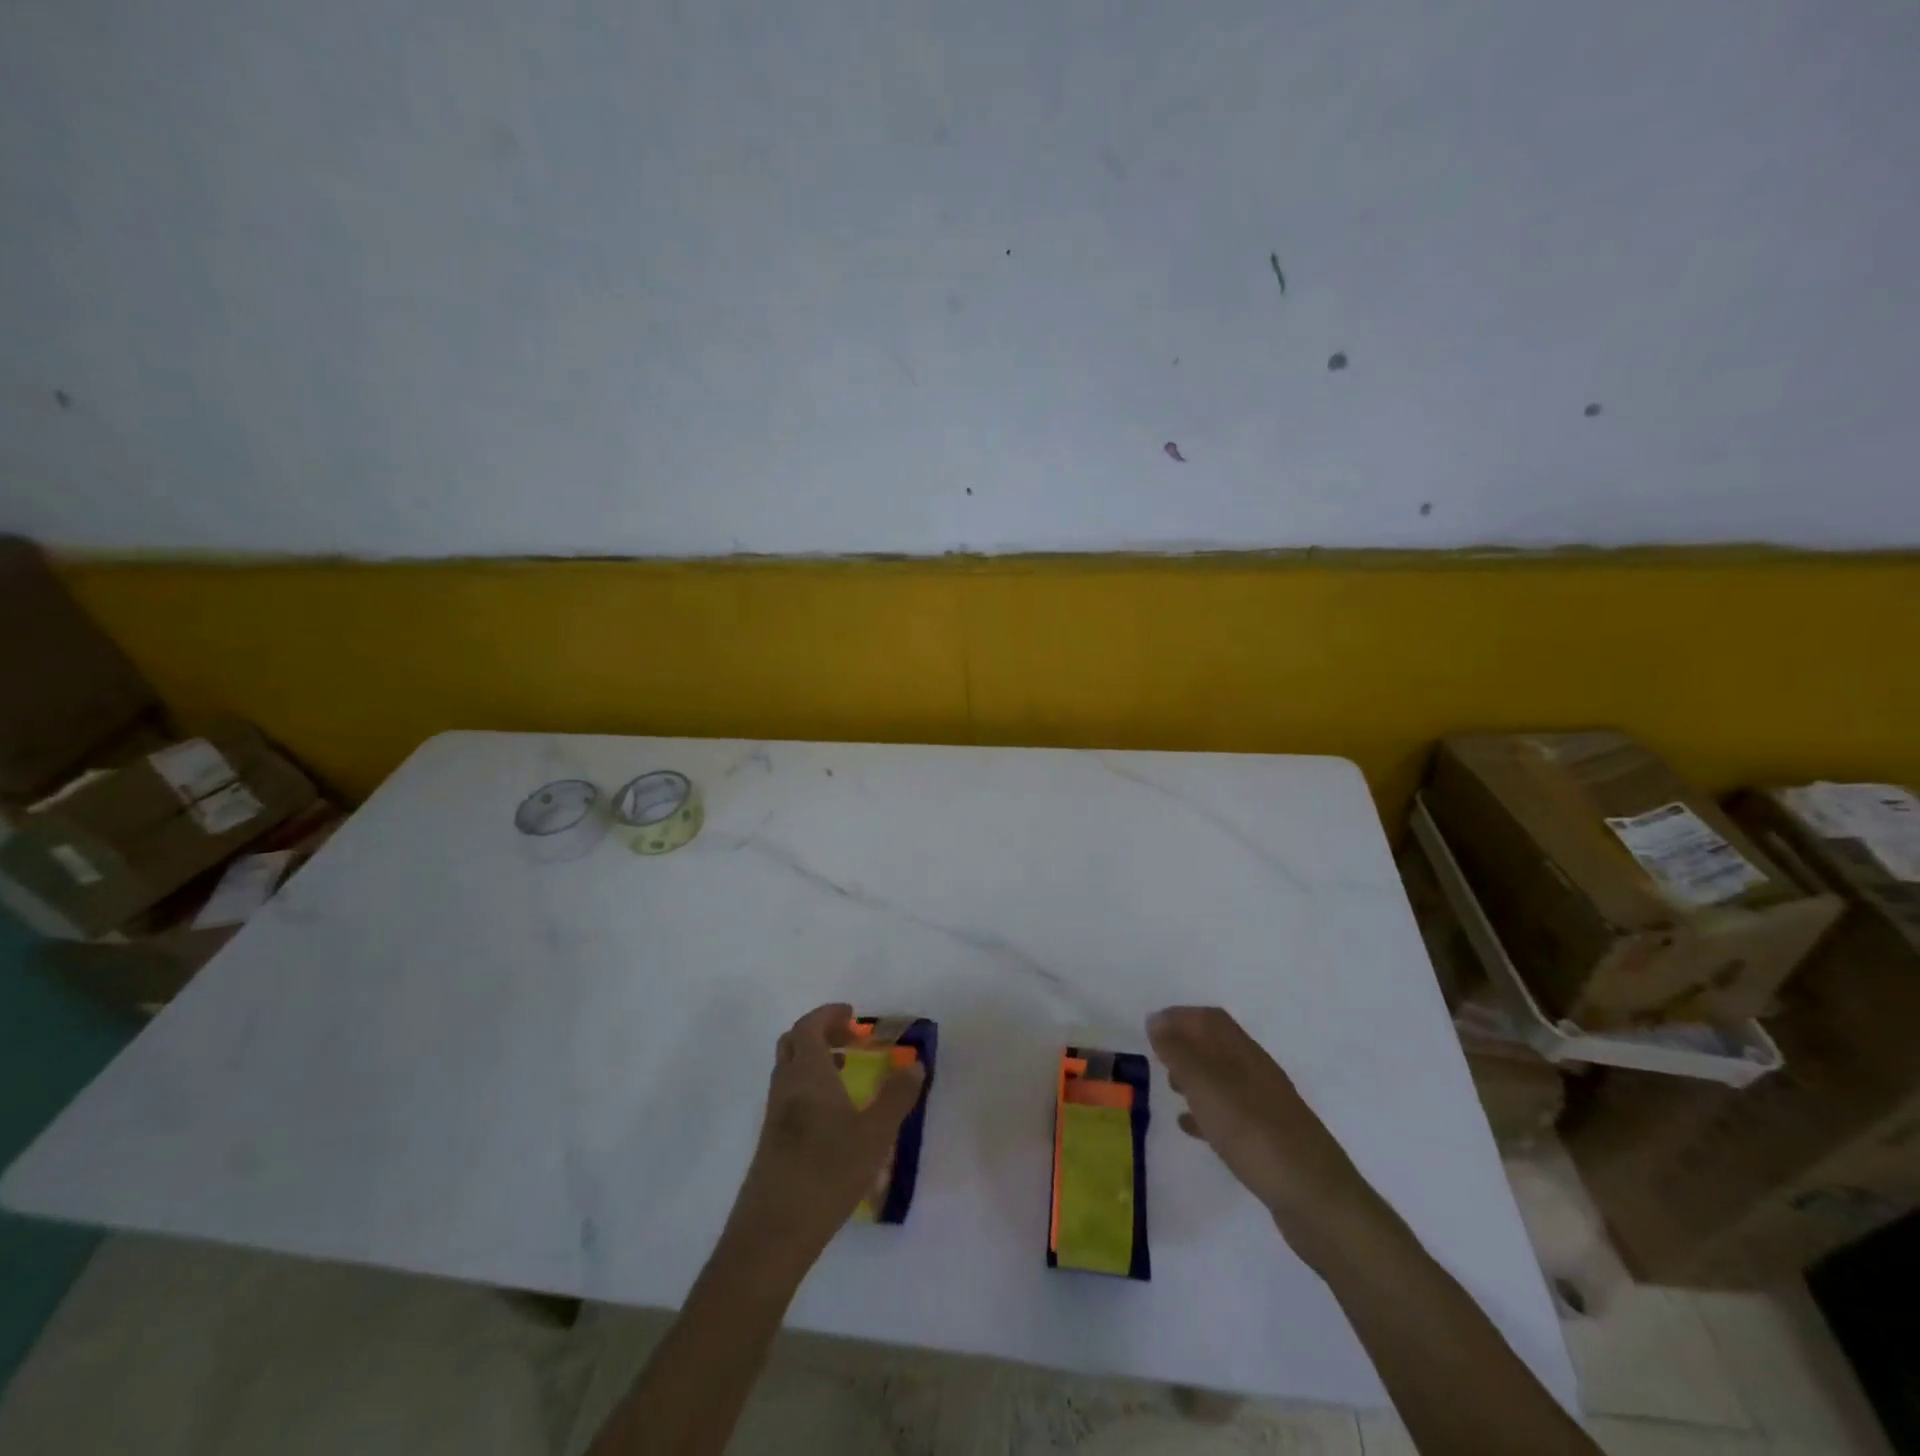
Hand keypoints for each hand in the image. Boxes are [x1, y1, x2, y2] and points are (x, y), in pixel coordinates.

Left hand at [723, 1003, 925, 1266]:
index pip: (809, 1026)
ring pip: (789, 1069)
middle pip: (794, 1042)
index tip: (854, 1016)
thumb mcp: (874, 1135)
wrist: (773, 1233)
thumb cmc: (827, 1173)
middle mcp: (786, 1086)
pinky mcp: (771, 1140)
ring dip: (815, 1059)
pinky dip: (810, 1085)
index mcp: (807, 1074)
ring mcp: (774, 1114)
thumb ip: (896, 1097)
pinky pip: (789, 1094)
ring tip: (846, 1071)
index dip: (829, 1014)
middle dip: (821, 1031)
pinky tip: (833, 1115)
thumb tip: (915, 1066)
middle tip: (851, 1039)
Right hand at [1147, 1006, 1378, 1245]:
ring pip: (1223, 1078)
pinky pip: (1230, 1113)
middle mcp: (1258, 1073)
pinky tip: (1190, 1127)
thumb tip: (1157, 1021)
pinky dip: (1206, 1112)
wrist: (1316, 1200)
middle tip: (1156, 1057)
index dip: (1180, 1016)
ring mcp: (1266, 1107)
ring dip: (1195, 1076)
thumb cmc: (1255, 1134)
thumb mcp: (1207, 1088)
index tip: (1150, 1027)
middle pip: (1217, 1045)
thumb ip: (1179, 1053)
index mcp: (1245, 1054)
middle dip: (1185, 1044)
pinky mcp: (1269, 1139)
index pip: (1210, 1019)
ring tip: (1169, 1088)